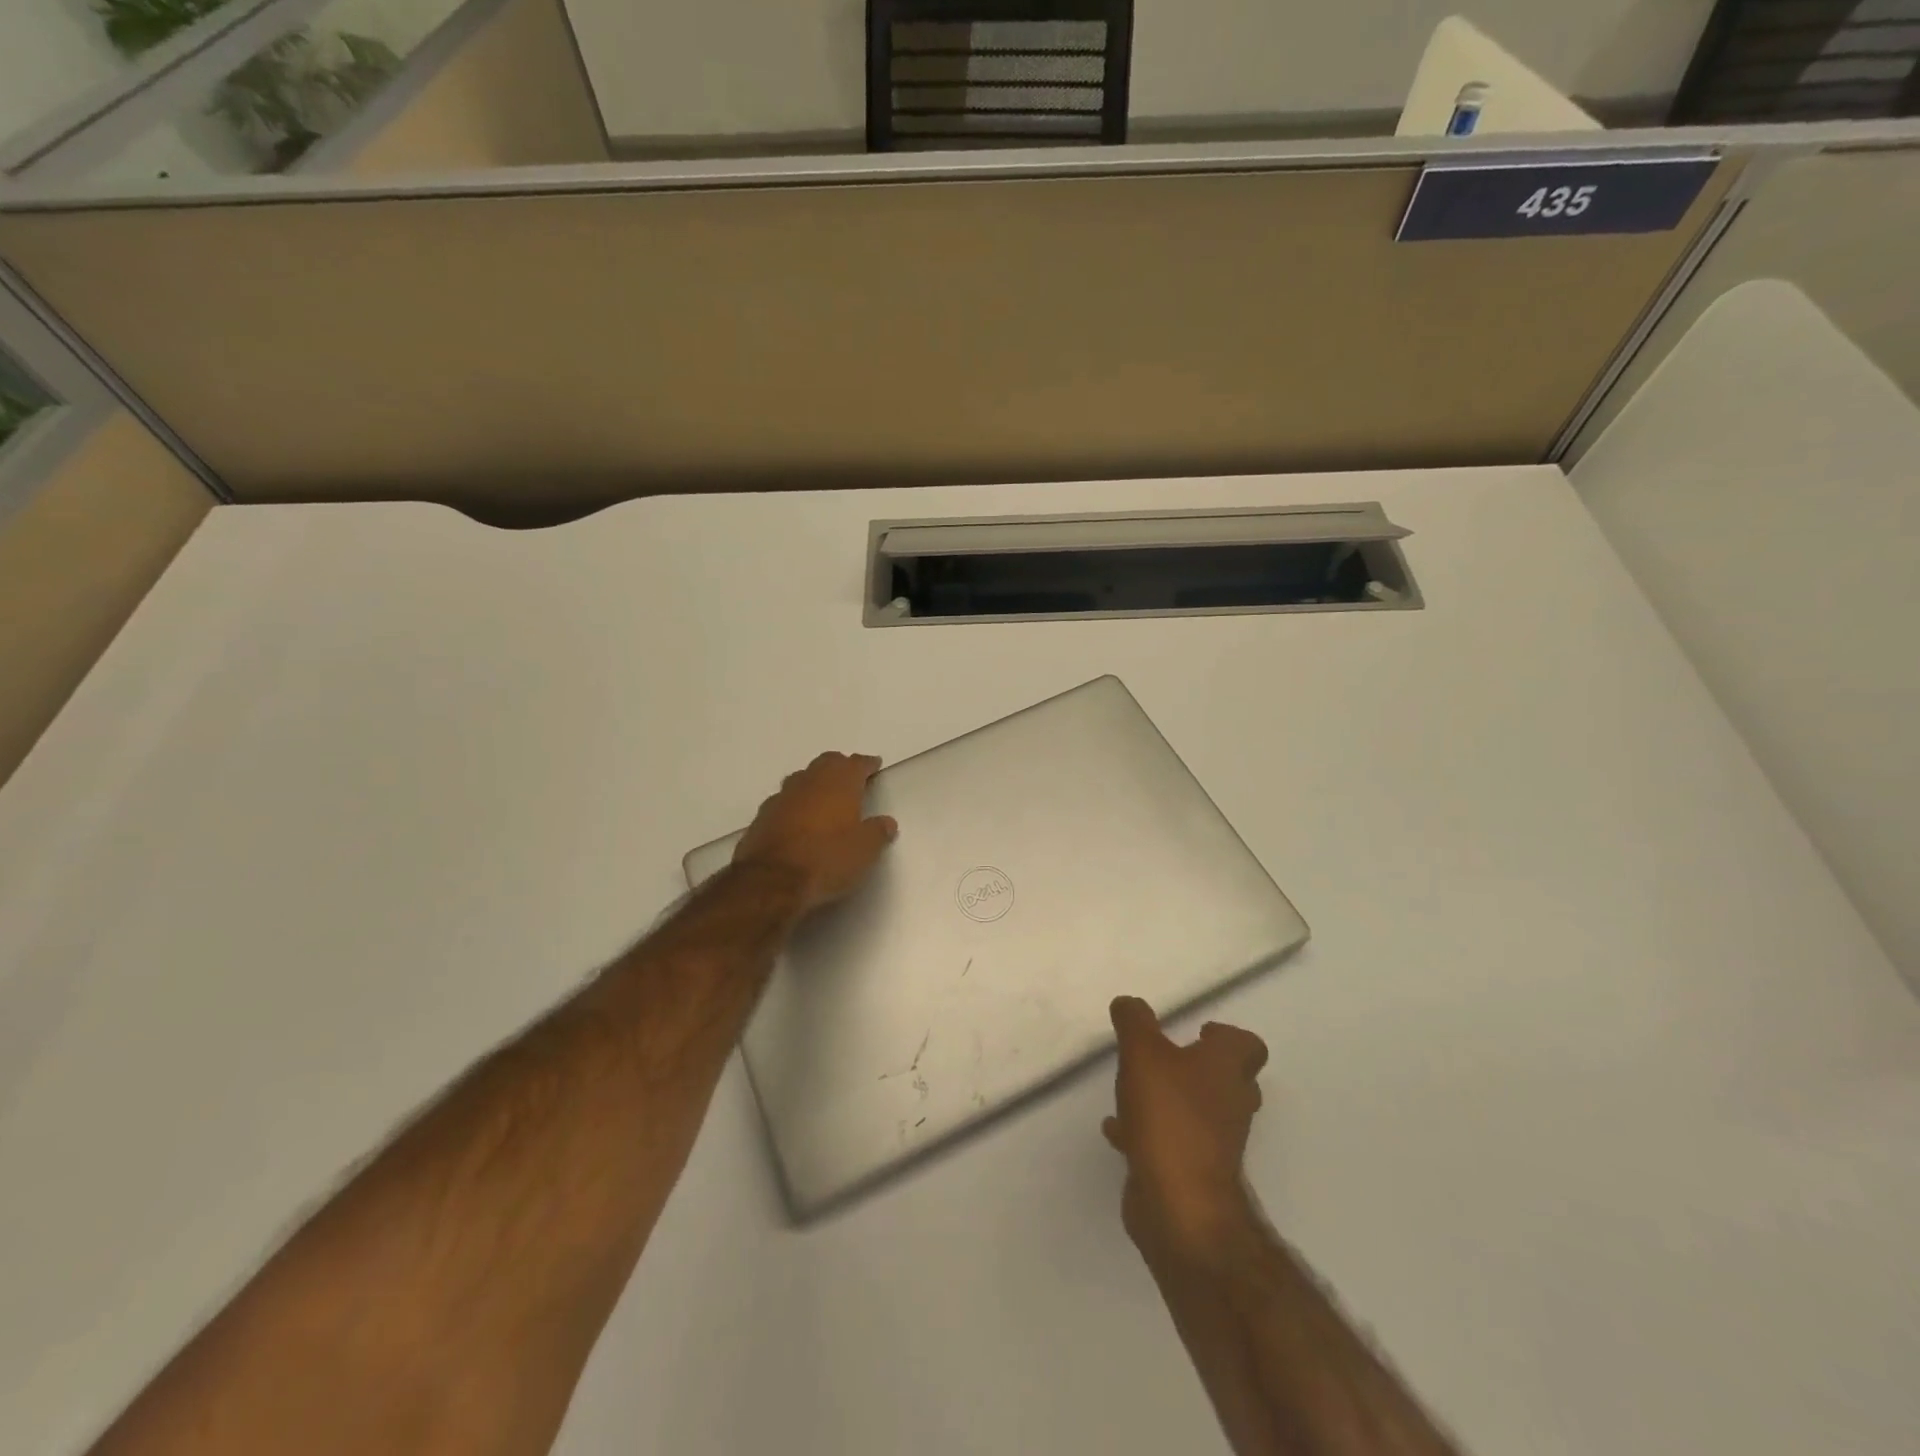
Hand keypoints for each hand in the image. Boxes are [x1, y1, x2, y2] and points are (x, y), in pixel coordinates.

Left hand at [733, 752, 898, 912]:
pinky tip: (797, 820)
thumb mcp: (865, 850)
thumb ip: (878, 832)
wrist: (772, 881)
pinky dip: (794, 806)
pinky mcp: (761, 817)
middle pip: (826, 763)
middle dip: (840, 767)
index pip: (856, 764)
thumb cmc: (827, 859)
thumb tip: (887, 822)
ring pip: (801, 779)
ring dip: (814, 784)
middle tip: (850, 777)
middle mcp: (809, 782)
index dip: (867, 764)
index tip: (874, 764)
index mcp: (839, 783)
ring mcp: (781, 798)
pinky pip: (783, 802)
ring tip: (823, 797)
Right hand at [1104, 996, 1267, 1257]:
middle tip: (1167, 1059)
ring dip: (1172, 1100)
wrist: (1179, 1205)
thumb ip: (1134, 1022)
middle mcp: (1231, 1103)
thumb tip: (1129, 1003)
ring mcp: (1216, 1143)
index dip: (1226, 1036)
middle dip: (1198, 1068)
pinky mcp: (1194, 1173)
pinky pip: (1174, 1142)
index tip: (1197, 1032)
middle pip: (1228, 1079)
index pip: (1248, 1045)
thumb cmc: (1169, 1116)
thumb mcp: (1143, 1053)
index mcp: (1228, 1069)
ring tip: (1134, 1091)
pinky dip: (1150, 1132)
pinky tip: (1118, 1130)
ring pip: (1199, 1112)